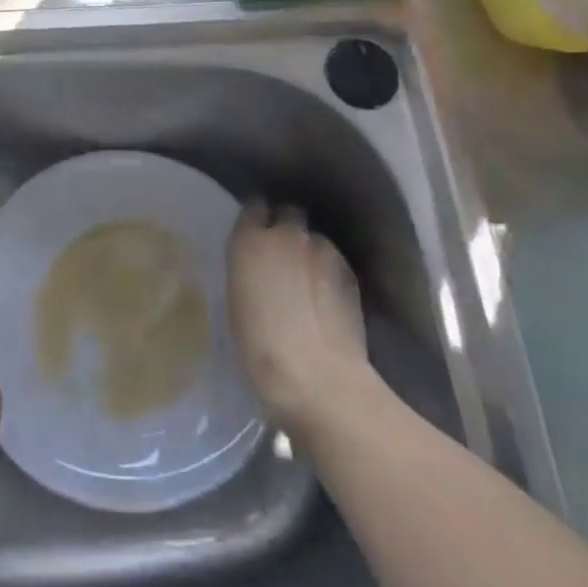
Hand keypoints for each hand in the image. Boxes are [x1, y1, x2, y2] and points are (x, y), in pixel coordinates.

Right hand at [227, 202, 370, 434]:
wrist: (320, 379)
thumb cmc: (260, 348)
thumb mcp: (237, 301)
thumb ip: (248, 268)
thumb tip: (258, 263)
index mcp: (250, 241)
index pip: (254, 207)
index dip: (256, 219)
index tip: (254, 234)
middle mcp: (287, 234)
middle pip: (288, 212)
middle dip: (285, 227)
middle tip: (281, 255)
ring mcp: (323, 250)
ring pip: (314, 237)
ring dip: (309, 250)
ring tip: (307, 279)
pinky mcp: (349, 271)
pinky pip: (333, 259)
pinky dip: (327, 270)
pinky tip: (325, 297)